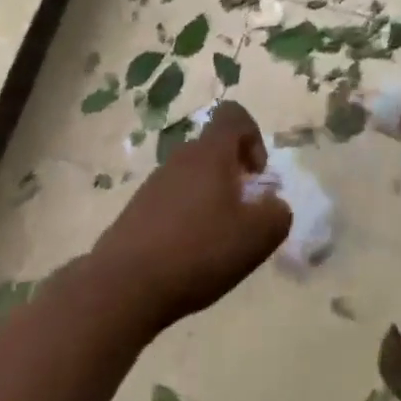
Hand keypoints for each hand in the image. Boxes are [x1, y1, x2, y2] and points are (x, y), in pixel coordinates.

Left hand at [90, 102, 290, 332]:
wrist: (124, 285)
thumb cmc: (198, 251)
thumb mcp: (255, 237)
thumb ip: (277, 215)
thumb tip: (274, 205)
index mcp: (211, 152)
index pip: (234, 115)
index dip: (254, 137)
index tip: (256, 176)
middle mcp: (182, 157)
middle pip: (215, 149)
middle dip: (234, 176)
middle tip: (242, 216)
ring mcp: (155, 182)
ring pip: (194, 176)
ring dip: (211, 199)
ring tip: (216, 242)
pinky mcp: (138, 209)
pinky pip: (173, 200)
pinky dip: (188, 218)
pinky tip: (188, 256)